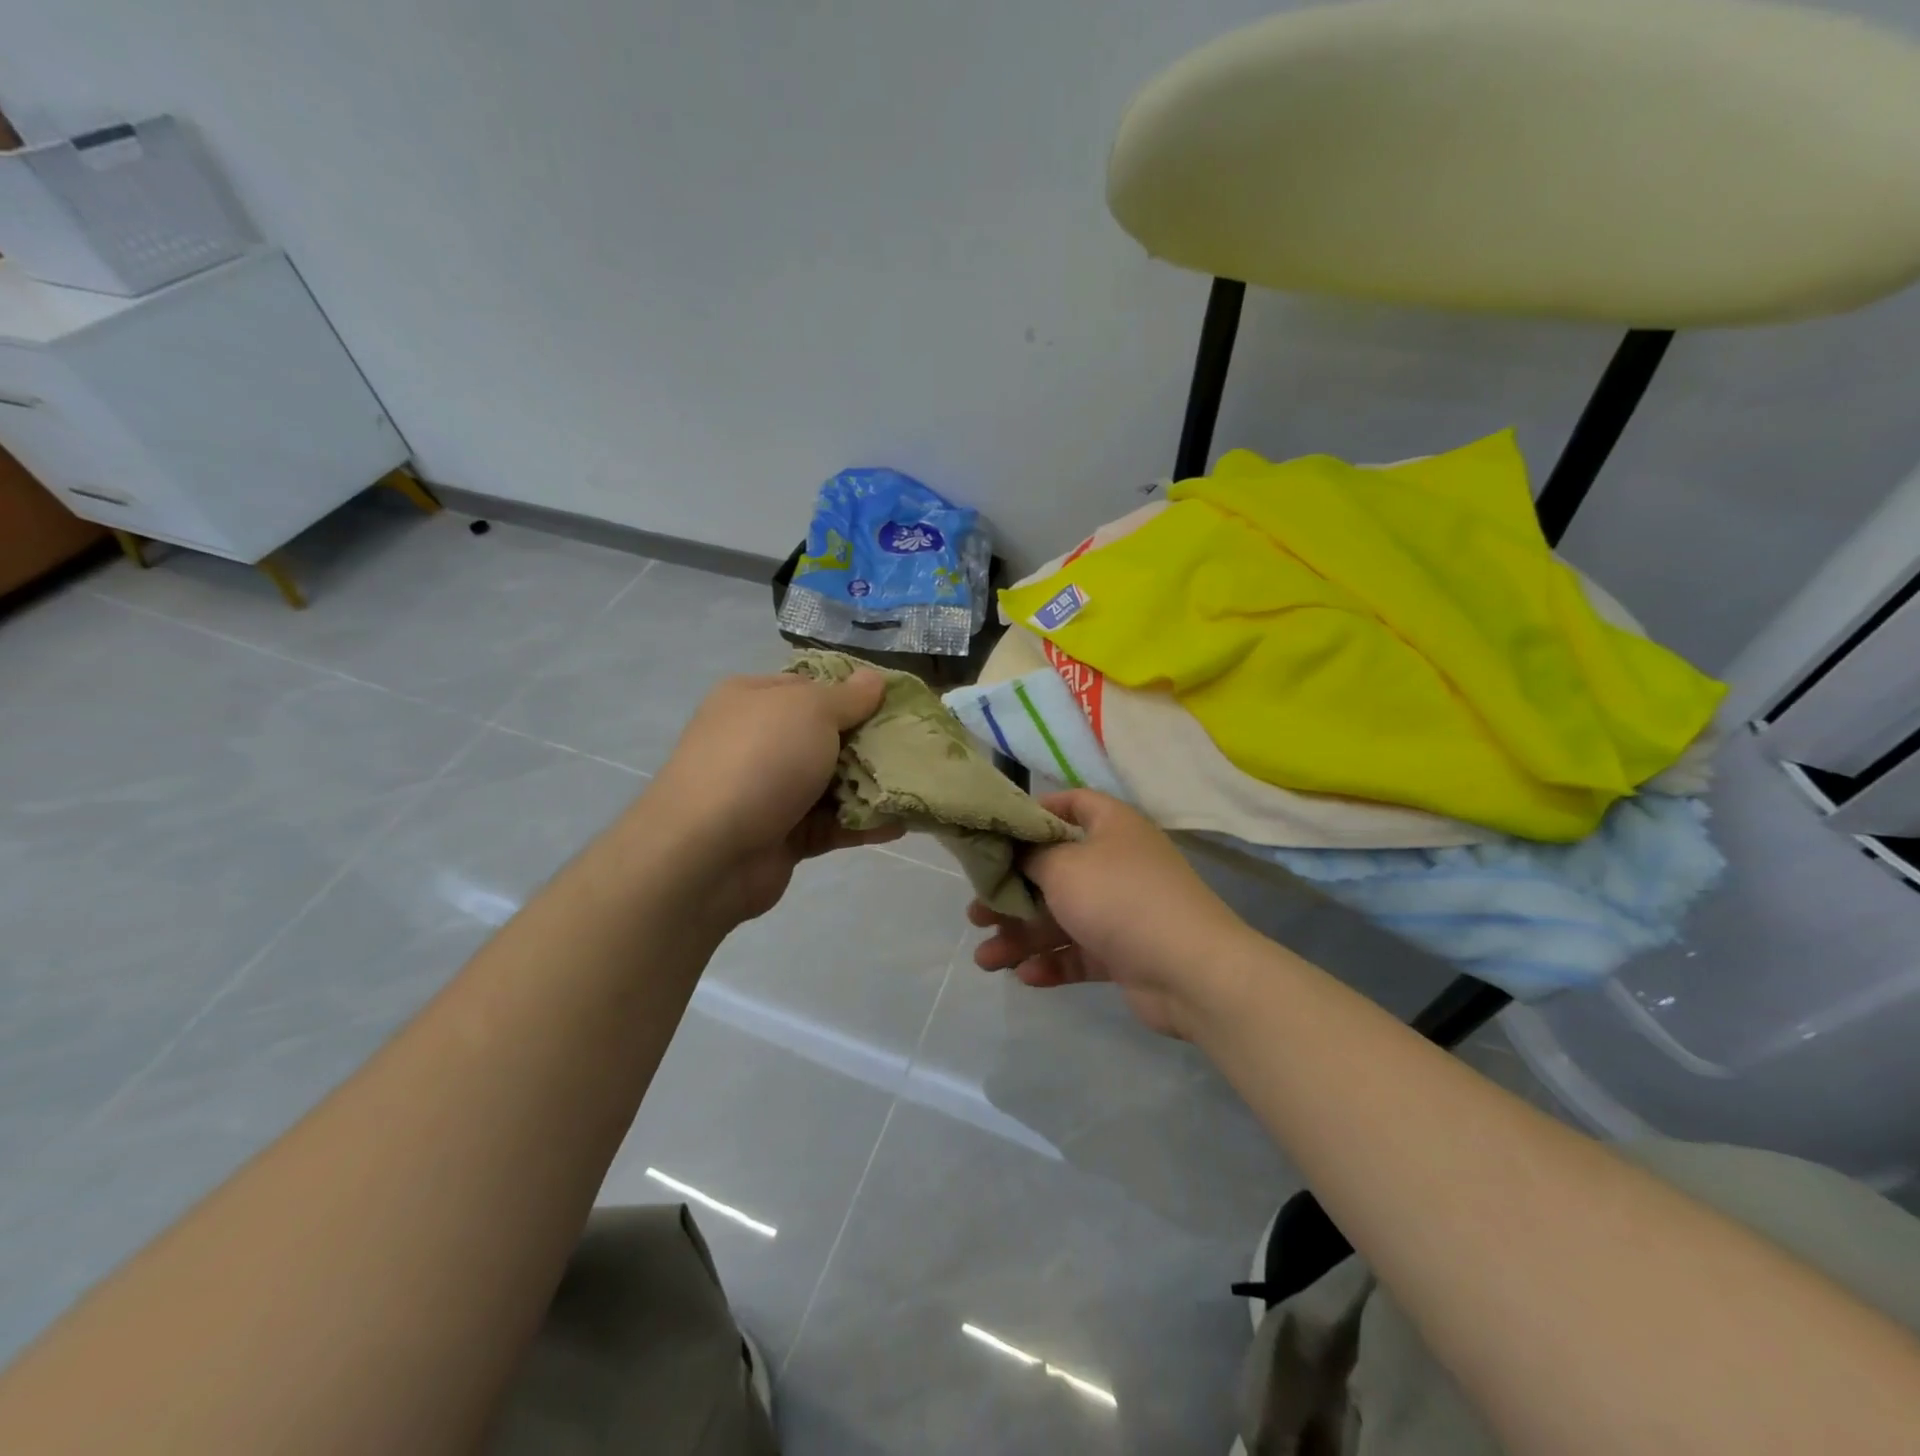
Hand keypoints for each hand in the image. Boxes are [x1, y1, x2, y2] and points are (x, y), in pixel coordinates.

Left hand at [641, 671, 902, 924]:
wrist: (708, 851)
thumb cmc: (761, 760)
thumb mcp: (809, 710)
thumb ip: (848, 697)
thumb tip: (874, 678)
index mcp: (755, 699)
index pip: (811, 686)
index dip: (854, 692)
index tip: (899, 703)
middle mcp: (760, 741)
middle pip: (827, 736)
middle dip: (871, 742)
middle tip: (918, 746)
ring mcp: (770, 791)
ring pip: (832, 783)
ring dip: (872, 786)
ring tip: (919, 786)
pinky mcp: (783, 835)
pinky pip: (831, 824)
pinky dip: (862, 823)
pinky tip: (901, 825)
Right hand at [970, 790, 1254, 1038]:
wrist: (1190, 970)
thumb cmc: (1120, 899)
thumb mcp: (1063, 866)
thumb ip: (1029, 855)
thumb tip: (1014, 851)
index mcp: (1111, 827)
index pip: (1071, 804)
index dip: (1034, 813)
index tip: (998, 834)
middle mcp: (1117, 862)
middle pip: (1055, 869)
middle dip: (1013, 892)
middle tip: (977, 912)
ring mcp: (1122, 910)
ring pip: (1061, 917)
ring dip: (1022, 936)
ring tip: (985, 959)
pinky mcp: (1124, 952)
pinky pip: (1080, 951)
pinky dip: (1053, 961)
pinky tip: (1025, 976)